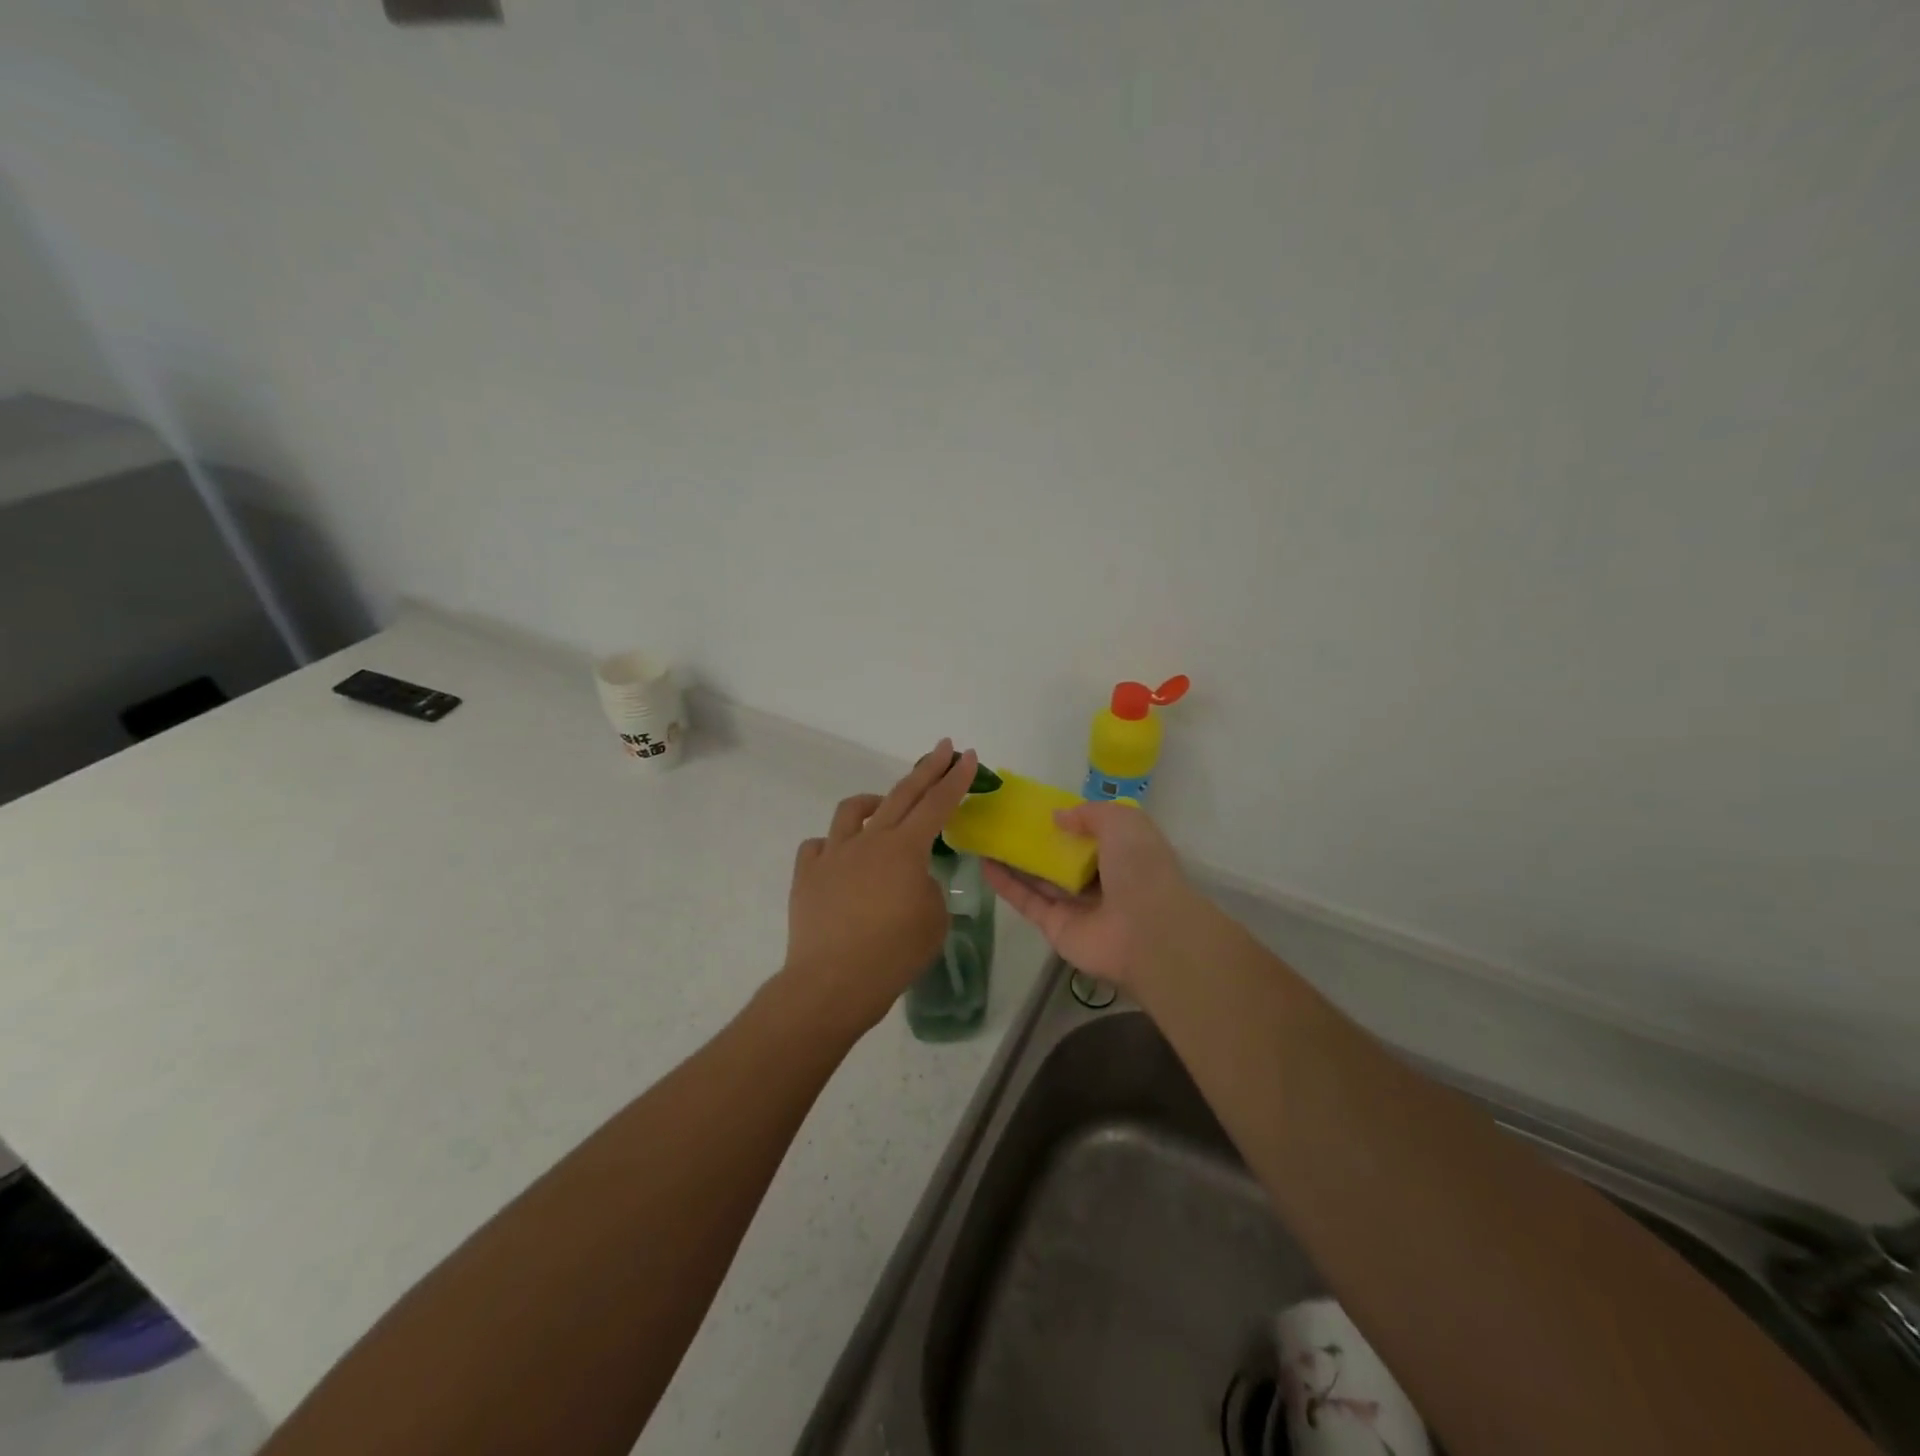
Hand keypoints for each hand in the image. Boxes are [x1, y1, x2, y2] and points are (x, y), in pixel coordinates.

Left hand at [781, 739, 978, 1036]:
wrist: (833, 982)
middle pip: (902, 794)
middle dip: (926, 768)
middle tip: (941, 748)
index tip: (966, 754)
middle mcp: (869, 840)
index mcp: (905, 849)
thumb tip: (911, 880)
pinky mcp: (807, 874)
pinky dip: (833, 846)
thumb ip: (928, 888)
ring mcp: (833, 854)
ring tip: (881, 807)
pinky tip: (841, 860)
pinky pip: (819, 846)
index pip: (938, 804)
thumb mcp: (934, 920)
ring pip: (852, 811)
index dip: (956, 778)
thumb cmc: (894, 954)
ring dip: (873, 802)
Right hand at [982, 801, 1211, 995]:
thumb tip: (1058, 818)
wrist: (1147, 933)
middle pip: (1062, 858)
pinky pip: (1027, 901)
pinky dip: (1005, 883)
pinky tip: (983, 863)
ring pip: (1040, 878)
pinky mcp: (1055, 926)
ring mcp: (1077, 906)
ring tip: (986, 837)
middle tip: (1004, 821)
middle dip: (1037, 841)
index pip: (1093, 834)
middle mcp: (1101, 879)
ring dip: (1014, 860)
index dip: (1069, 820)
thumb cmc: (1141, 869)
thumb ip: (1089, 813)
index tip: (1039, 807)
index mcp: (1123, 853)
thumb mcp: (1123, 822)